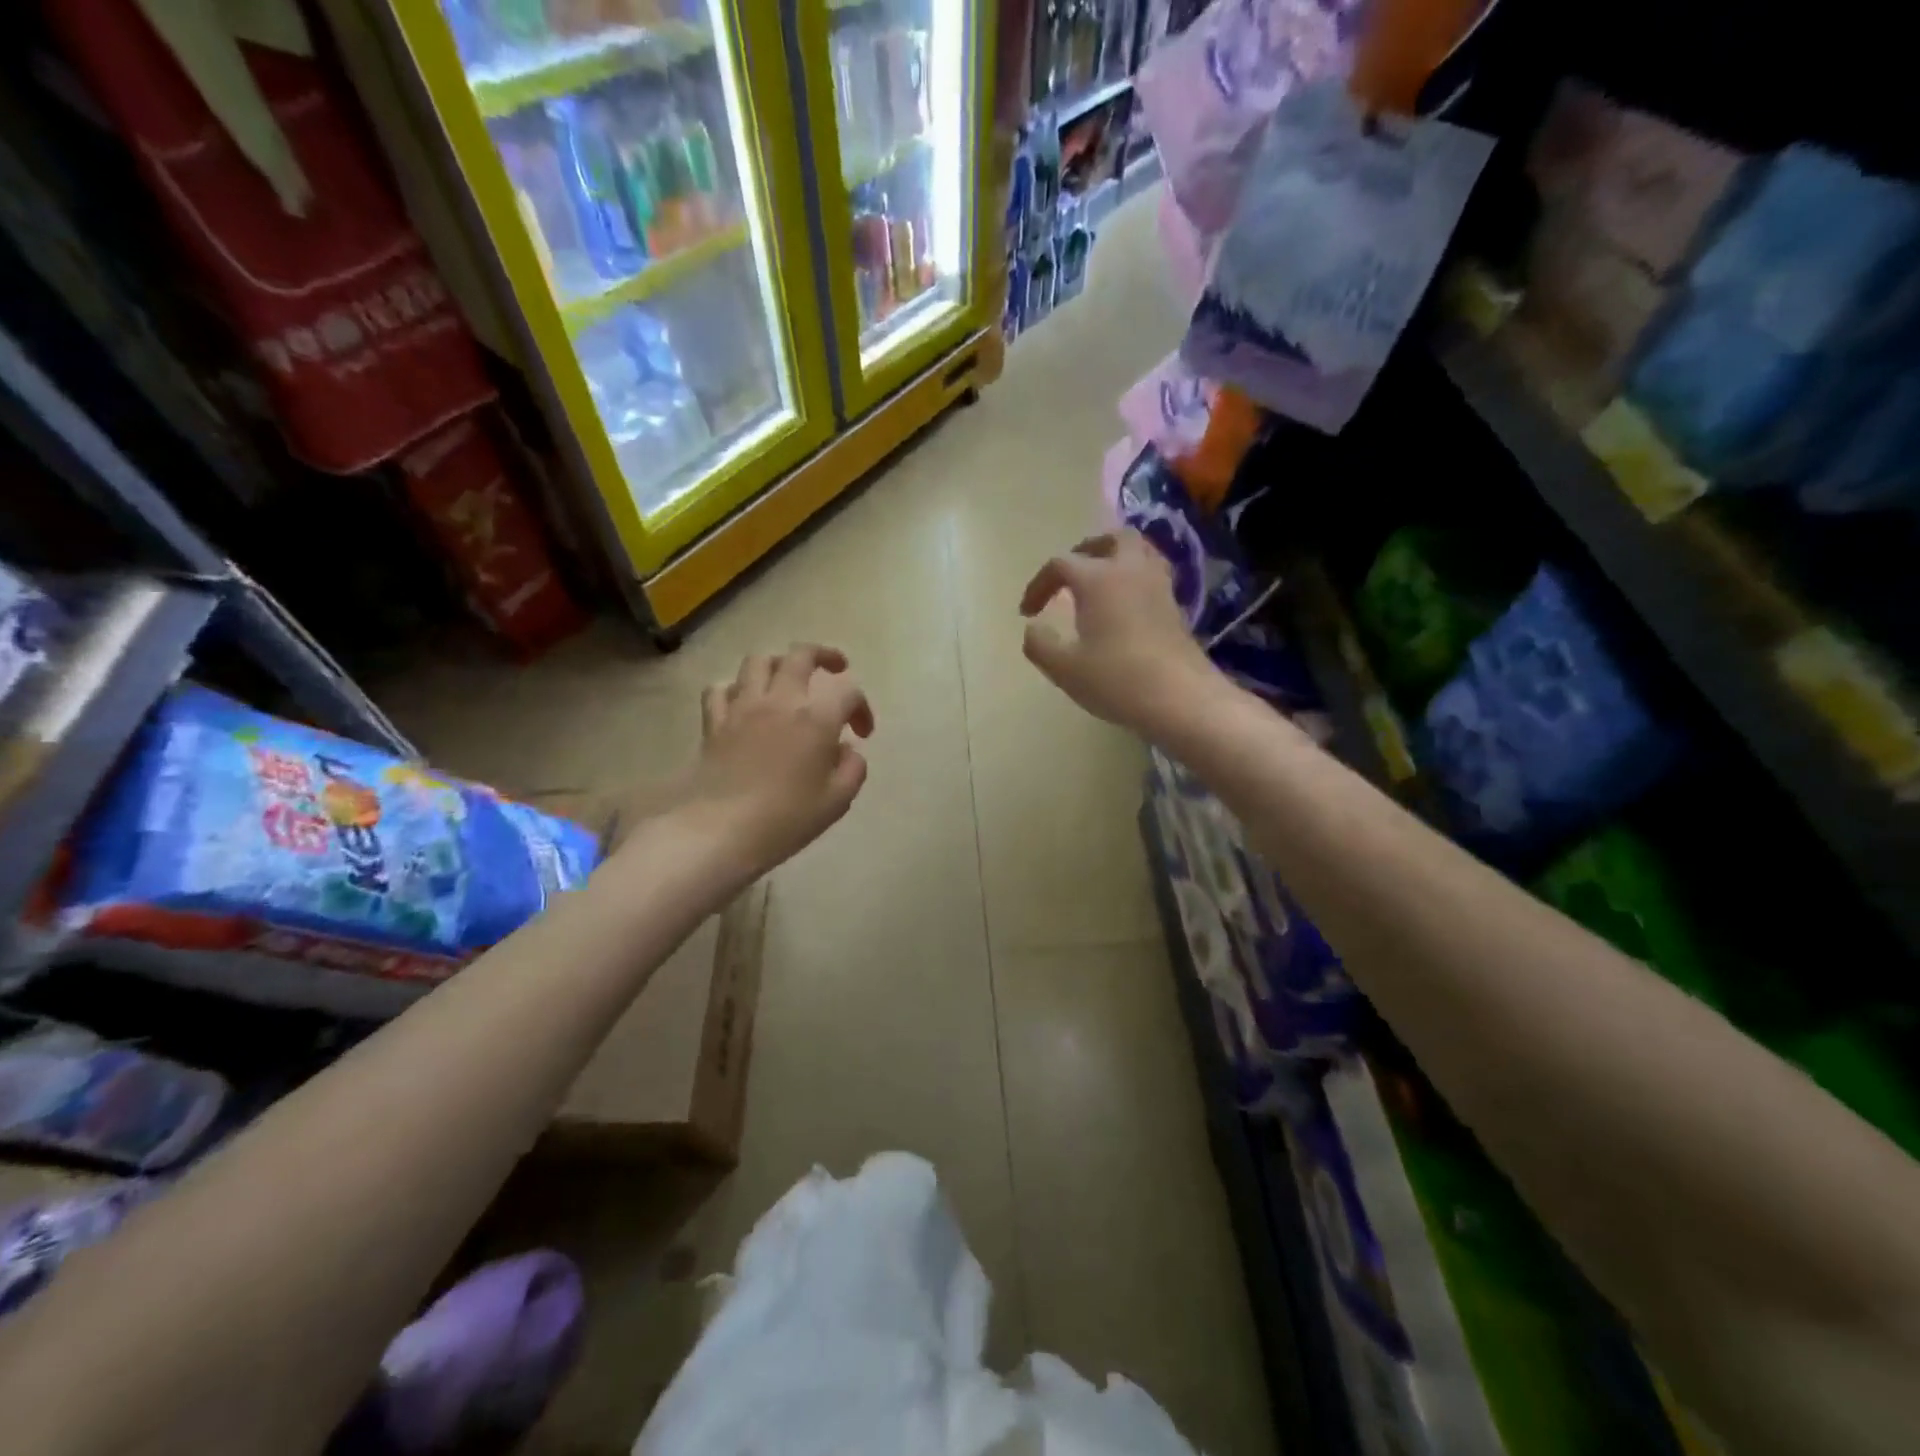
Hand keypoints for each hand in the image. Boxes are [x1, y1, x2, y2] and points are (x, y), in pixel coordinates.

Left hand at [671, 645, 873, 878]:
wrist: (718, 831)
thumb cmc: (785, 819)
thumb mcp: (836, 802)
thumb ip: (852, 769)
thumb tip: (847, 751)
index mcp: (816, 719)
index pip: (848, 692)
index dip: (862, 708)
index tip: (862, 734)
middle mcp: (780, 701)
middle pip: (801, 655)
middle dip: (824, 655)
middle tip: (835, 668)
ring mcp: (742, 708)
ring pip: (759, 661)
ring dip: (778, 664)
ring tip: (787, 679)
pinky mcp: (714, 722)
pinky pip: (721, 689)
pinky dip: (735, 689)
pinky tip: (743, 703)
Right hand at [1020, 531, 1221, 735]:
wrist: (1181, 699)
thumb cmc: (1117, 679)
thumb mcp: (1064, 668)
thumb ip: (1040, 644)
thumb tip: (1033, 628)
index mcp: (1098, 579)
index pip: (1061, 564)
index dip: (1039, 584)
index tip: (1027, 613)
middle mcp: (1130, 571)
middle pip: (1111, 539)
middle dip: (1087, 550)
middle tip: (1072, 575)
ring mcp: (1159, 587)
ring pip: (1140, 552)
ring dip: (1117, 559)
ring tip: (1101, 584)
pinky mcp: (1177, 607)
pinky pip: (1153, 576)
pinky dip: (1136, 580)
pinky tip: (1126, 606)